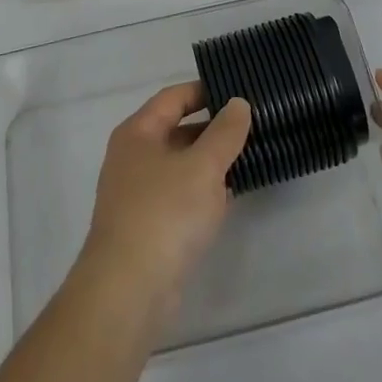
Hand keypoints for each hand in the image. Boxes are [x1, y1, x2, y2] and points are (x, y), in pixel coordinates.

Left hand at [69, 83, 251, 343]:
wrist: (128, 291)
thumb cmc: (164, 213)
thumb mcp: (203, 166)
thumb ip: (225, 132)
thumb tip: (238, 103)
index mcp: (137, 133)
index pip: (173, 97)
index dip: (205, 91)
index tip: (238, 91)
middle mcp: (133, 157)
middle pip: (176, 130)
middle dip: (213, 128)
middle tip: (252, 125)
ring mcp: (138, 193)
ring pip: (180, 165)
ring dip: (211, 162)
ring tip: (250, 156)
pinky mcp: (147, 226)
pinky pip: (180, 195)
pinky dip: (203, 191)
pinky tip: (230, 195)